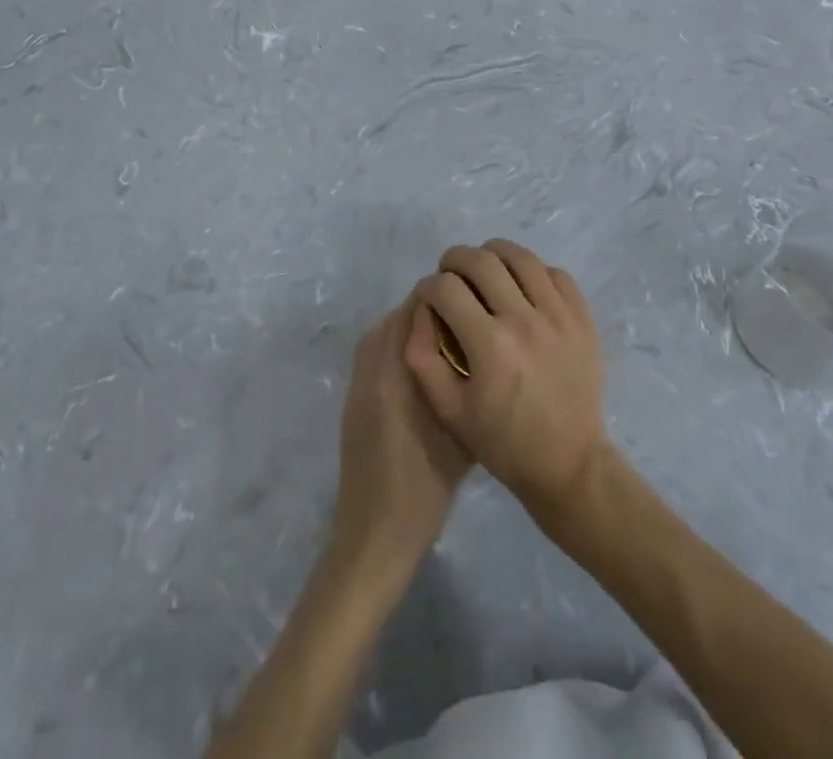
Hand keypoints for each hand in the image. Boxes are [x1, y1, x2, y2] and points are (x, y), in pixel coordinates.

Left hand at [333, 294, 471, 574]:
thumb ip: (464, 384)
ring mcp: (358, 382)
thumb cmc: (425, 490)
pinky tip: (423, 363)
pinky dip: (396, 343)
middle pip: (396, 316)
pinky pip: (374, 350)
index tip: (472, 300)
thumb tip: (479, 346)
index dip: (443, 298)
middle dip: (429, 309)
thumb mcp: (461, 436)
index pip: (413, 310)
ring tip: (447, 335)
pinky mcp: (353, 396)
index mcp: (396, 375)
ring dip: (411, 324)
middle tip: (465, 316)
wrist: (375, 535)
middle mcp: (372, 368)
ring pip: (383, 331)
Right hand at [404, 239, 606, 526]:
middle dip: (455, 260)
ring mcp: (558, 316)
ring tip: (484, 269)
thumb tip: (419, 311)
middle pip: (481, 260)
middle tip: (450, 274)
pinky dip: (533, 271)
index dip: (428, 287)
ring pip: (521, 257)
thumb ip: (423, 357)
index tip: (428, 297)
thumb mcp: (449, 410)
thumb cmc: (504, 442)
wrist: (570, 465)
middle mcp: (524, 320)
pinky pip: (556, 273)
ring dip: (494, 254)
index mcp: (489, 345)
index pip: (446, 288)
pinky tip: (522, 287)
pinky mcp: (582, 319)